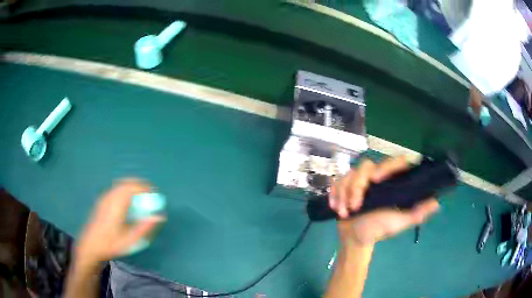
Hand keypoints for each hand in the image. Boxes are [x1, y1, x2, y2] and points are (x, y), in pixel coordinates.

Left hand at [75, 179, 164, 268]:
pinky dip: (125, 190)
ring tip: (141, 197)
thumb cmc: (111, 244)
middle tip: (150, 194)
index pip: (132, 187)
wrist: (91, 245)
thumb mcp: (130, 240)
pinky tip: (128, 202)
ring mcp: (104, 198)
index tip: (155, 193)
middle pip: (126, 183)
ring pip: (120, 185)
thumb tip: (159, 217)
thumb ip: (144, 228)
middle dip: (140, 185)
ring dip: (132, 187)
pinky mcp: (102, 200)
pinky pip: (116, 189)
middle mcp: (110, 197)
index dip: (145, 187)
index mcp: (116, 205)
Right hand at [329, 157, 439, 246]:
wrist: (355, 238)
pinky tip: (335, 206)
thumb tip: (437, 202)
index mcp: (390, 183)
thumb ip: (417, 213)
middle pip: (364, 167)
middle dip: (356, 187)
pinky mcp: (344, 187)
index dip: (385, 166)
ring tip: (343, 212)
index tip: (376, 180)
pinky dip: (334, 194)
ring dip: (343, 194)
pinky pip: (336, 182)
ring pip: (348, 175)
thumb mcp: (400, 222)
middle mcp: (374, 178)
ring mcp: (358, 182)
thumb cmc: (379, 230)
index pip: (392, 162)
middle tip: (354, 207)